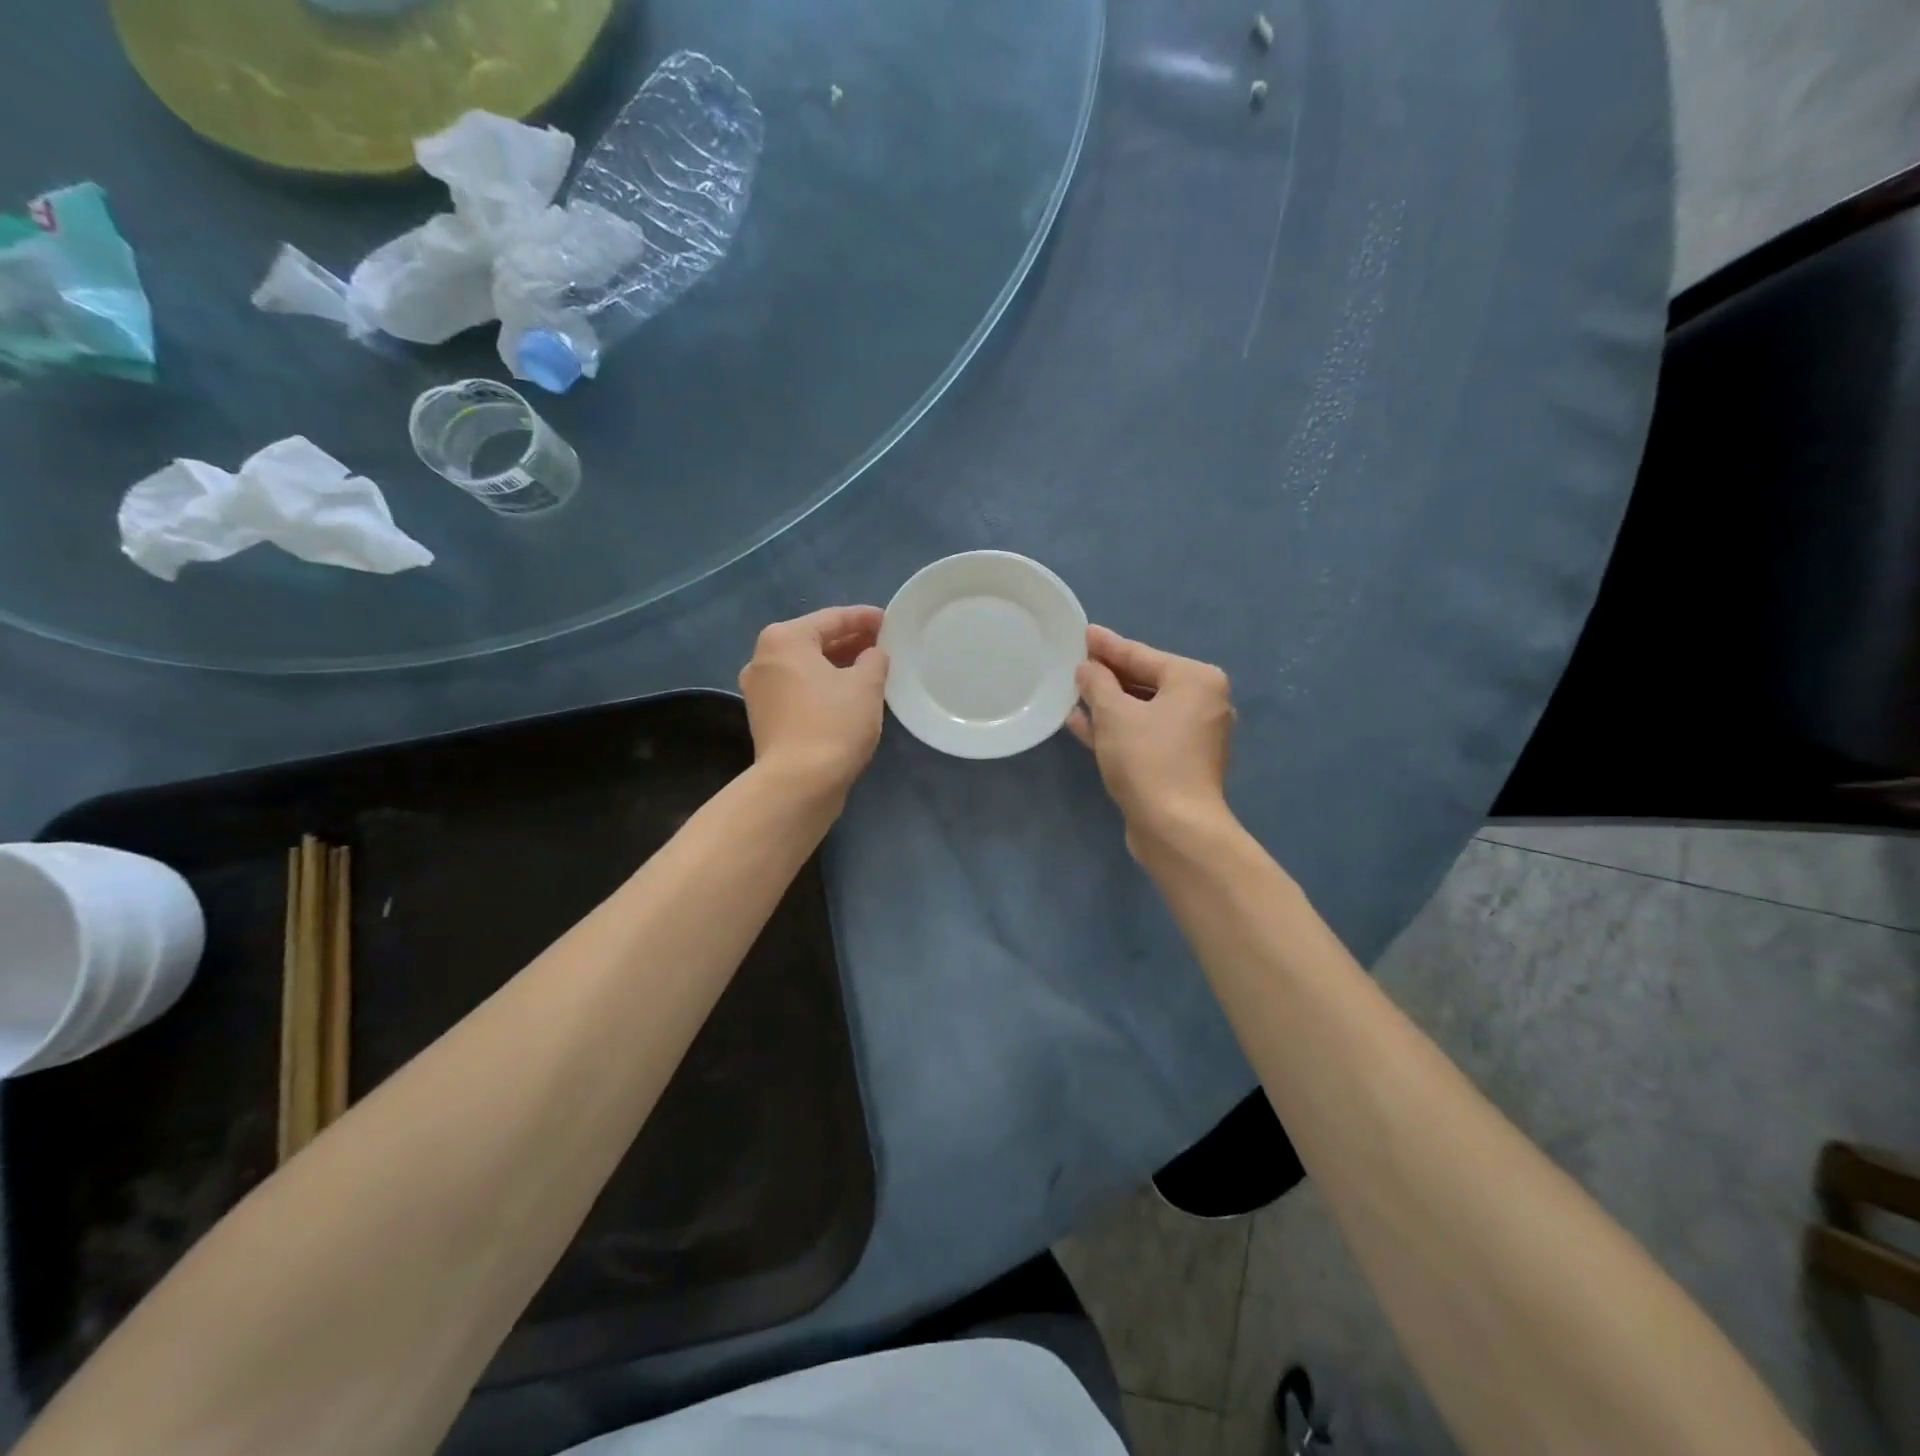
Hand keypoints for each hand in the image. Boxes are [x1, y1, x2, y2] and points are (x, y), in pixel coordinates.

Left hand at [738, 606, 889, 800]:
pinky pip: (800, 690)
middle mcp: (763, 659)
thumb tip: (872, 655)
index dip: (864, 618)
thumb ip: (874, 659)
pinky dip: (823, 687)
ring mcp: (760, 691)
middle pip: (814, 641)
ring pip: (806, 668)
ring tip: (870, 669)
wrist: (798, 783)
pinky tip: (849, 695)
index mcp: (784, 640)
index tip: (889, 621)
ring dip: (837, 666)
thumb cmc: (833, 723)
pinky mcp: (765, 719)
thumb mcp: (866, 685)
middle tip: (882, 644)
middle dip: (850, 642)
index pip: (832, 618)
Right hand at [1068, 626, 1234, 847]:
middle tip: (1075, 661)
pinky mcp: (1179, 763)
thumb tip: (1087, 668)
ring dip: (1108, 703)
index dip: (1108, 646)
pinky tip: (1081, 723)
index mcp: (1197, 680)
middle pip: (1145, 680)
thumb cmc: (1148, 759)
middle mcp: (1202, 703)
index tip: (1084, 632)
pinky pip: (1144, 734)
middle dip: (1108, 675)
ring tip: (1073, 691)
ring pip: (1142, 710)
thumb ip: (1098, 683)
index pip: (1142, 655)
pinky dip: (1117, 728)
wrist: (1175, 828)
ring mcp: (1193, 736)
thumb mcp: (1114, 714)